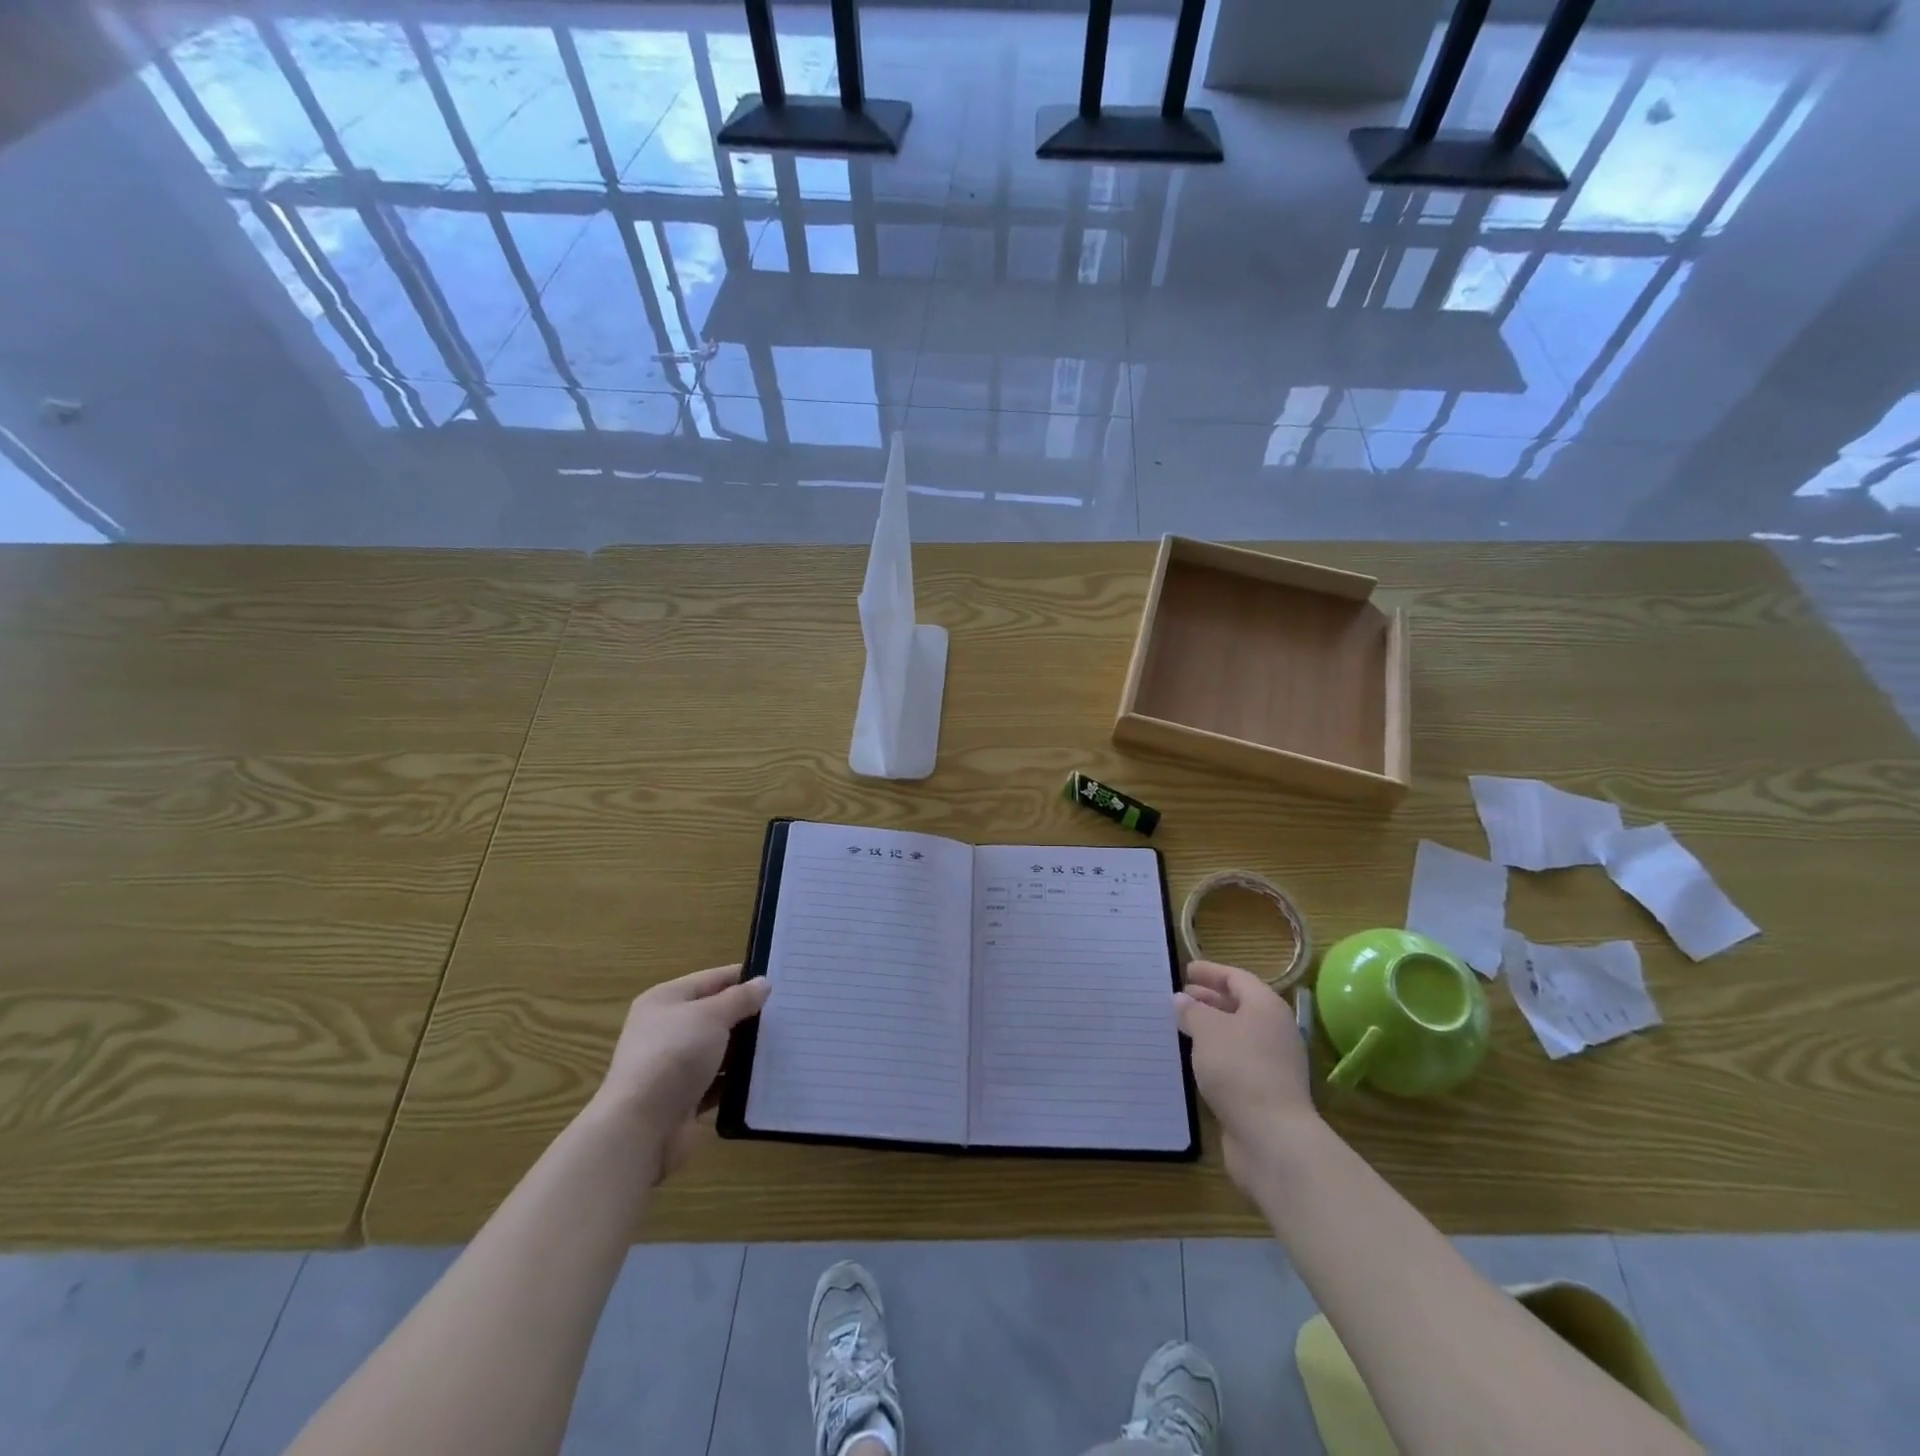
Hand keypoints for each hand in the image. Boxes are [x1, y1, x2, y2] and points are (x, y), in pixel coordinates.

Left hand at [592, 964, 769, 1179]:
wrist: (641, 1126)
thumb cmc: (674, 1055)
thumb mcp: (712, 1016)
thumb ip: (740, 998)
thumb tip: (763, 983)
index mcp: (666, 999)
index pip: (712, 979)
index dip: (744, 977)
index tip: (780, 980)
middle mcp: (666, 1029)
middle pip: (715, 1014)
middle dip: (748, 1014)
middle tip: (788, 1012)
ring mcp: (673, 1065)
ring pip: (718, 1049)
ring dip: (744, 1048)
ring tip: (785, 1042)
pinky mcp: (682, 1097)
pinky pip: (716, 1081)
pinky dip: (736, 1079)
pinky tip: (765, 1076)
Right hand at [1175, 961, 1318, 1191]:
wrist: (1272, 1137)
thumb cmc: (1239, 1069)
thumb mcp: (1208, 1030)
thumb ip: (1192, 1011)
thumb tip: (1182, 1000)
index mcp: (1266, 1007)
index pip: (1237, 978)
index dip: (1211, 972)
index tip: (1186, 970)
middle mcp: (1274, 1031)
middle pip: (1240, 1005)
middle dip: (1209, 999)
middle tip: (1180, 997)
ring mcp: (1273, 1063)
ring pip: (1237, 1035)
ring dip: (1211, 1028)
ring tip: (1181, 1026)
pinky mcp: (1265, 1091)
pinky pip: (1236, 1061)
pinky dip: (1215, 1054)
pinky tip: (1195, 1059)